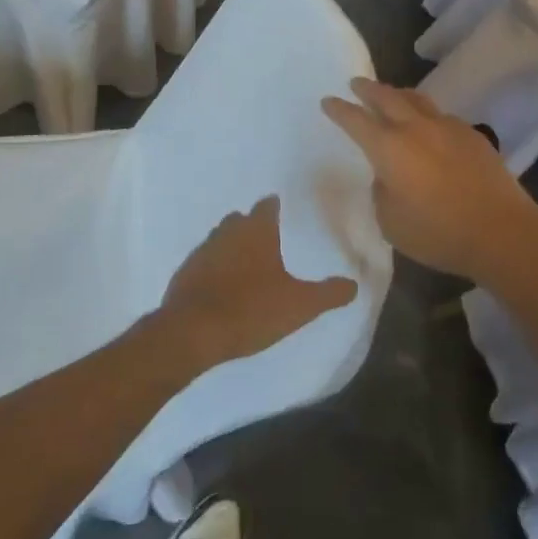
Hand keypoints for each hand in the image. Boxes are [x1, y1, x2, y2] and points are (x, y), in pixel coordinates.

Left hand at [155, 198, 357, 369]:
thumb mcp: (299, 305)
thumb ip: (328, 294)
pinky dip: (214, 268)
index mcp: (256, 230)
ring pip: (220, 239)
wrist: (192, 332)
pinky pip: (204, 263)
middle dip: (252, 226)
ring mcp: (202, 251)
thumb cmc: (251, 310)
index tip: (282, 210)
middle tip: (268, 240)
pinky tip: (222, 286)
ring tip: (246, 264)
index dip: (275, 207)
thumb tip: (353, 285)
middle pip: (240, 220)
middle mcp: (227, 232)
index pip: (267, 206)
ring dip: (232, 246)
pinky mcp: (184, 273)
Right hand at [321, 79, 537, 282]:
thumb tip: (388, 176)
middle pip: (387, 97)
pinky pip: (441, 116)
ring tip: (392, 95)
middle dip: (368, 89)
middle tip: (356, 83)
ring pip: (417, 100)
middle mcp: (415, 129)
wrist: (501, 231)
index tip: (328, 101)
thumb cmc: (438, 233)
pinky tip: (430, 126)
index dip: (339, 110)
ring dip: (399, 94)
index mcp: (389, 148)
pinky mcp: (472, 136)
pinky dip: (427, 114)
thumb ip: (382, 192)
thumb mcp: (391, 222)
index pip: (356, 120)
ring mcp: (447, 128)